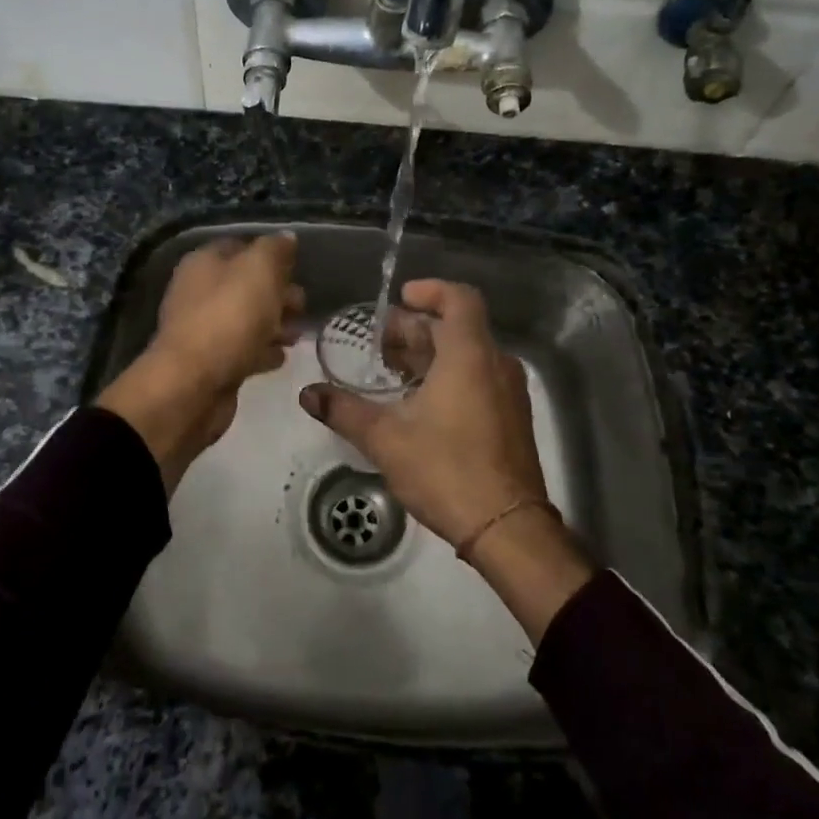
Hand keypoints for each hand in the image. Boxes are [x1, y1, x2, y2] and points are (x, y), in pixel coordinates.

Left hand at [99, 233, 301, 489]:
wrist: (193, 384)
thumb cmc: (229, 317)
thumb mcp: (259, 270)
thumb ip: (275, 250)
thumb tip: (286, 238)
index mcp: (203, 262)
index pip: (240, 247)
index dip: (270, 254)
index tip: (297, 268)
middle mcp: (198, 292)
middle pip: (245, 285)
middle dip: (277, 293)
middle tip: (302, 306)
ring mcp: (203, 329)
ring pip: (246, 319)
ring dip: (273, 324)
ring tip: (298, 335)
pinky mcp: (211, 363)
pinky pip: (242, 349)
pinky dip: (262, 350)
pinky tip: (281, 357)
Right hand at [299, 278, 593, 641]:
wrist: (507, 528)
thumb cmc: (447, 469)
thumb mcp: (386, 439)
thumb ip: (344, 411)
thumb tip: (307, 395)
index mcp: (469, 355)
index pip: (459, 298)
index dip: (430, 290)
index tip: (401, 297)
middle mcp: (495, 364)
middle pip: (457, 328)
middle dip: (416, 329)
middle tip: (379, 343)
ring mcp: (508, 392)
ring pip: (467, 355)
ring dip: (430, 355)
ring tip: (392, 372)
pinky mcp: (511, 418)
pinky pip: (478, 378)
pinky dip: (448, 376)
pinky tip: (418, 402)